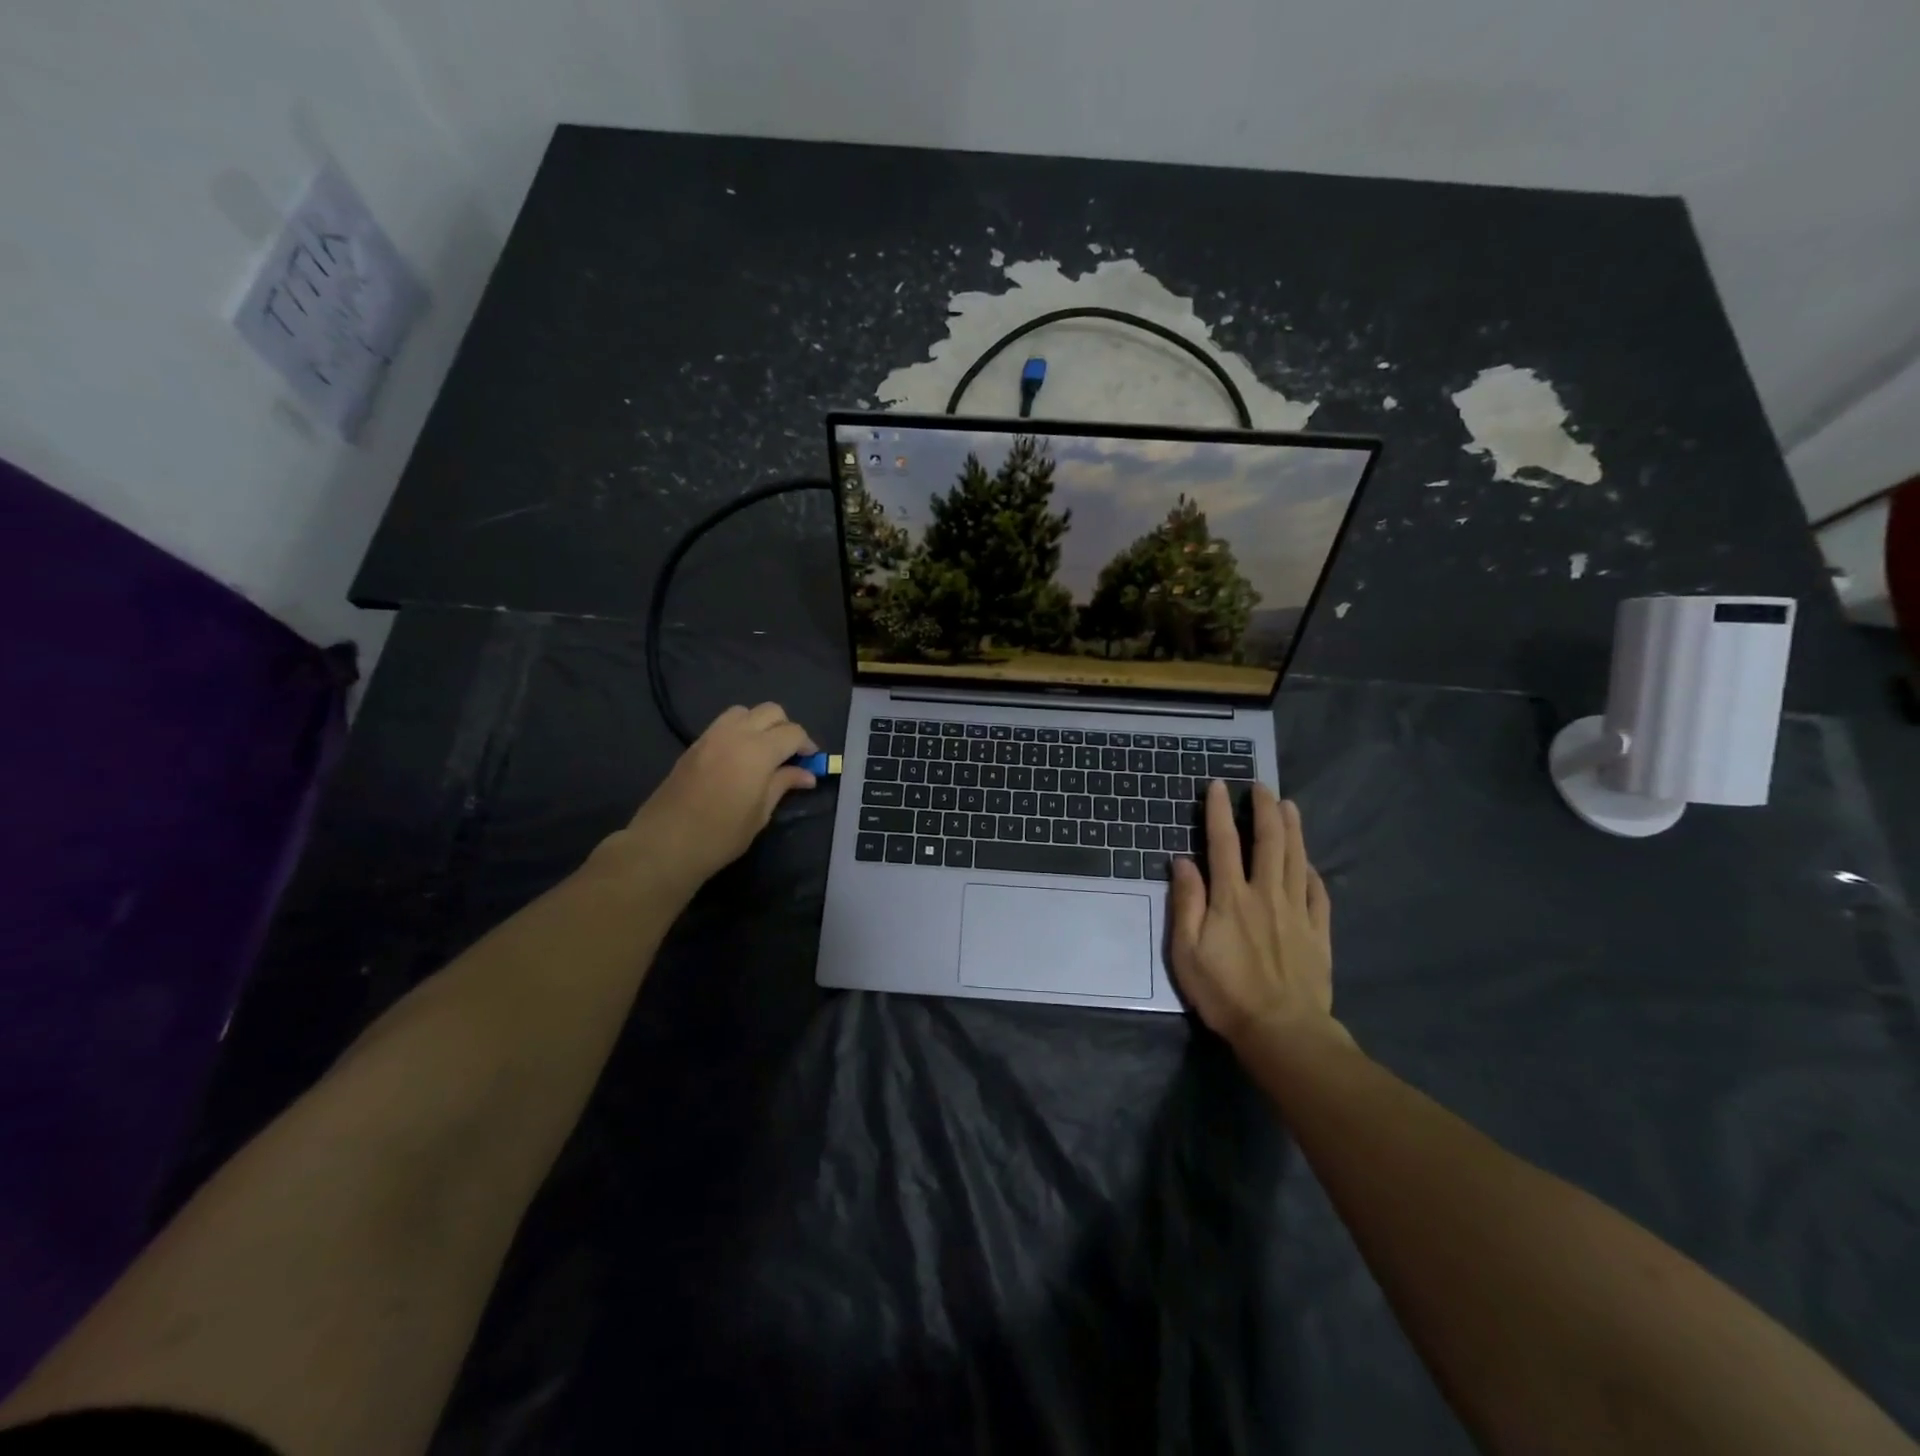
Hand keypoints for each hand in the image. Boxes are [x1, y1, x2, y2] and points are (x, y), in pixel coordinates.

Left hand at [605, 703, 818, 888]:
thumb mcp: (760, 812)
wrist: (666, 843)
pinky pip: (724, 723)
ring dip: (760, 724)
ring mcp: (711, 736)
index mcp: (758, 751)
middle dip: (786, 728)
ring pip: (744, 711)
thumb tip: (807, 774)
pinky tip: (740, 757)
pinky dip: (739, 730)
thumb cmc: (721, 834)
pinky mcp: (695, 744)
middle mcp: (736, 734)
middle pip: (771, 711)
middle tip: (789, 755)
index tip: (811, 762)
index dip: (807, 744)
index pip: (793, 732)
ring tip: (763, 751)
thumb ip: (783, 784)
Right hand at [1168, 782, 1342, 1048]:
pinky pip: (1317, 892)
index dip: (1219, 812)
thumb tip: (1182, 861)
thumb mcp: (1186, 951)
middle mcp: (1266, 894)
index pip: (1223, 843)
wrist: (1282, 1031)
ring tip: (1289, 805)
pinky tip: (1308, 863)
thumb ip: (1186, 903)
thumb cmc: (1225, 992)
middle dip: (1264, 809)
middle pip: (1268, 842)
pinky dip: (1311, 871)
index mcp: (1230, 897)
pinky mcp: (1317, 932)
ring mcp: (1296, 911)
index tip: (1219, 785)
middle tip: (1262, 786)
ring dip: (1292, 828)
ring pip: (1295, 859)